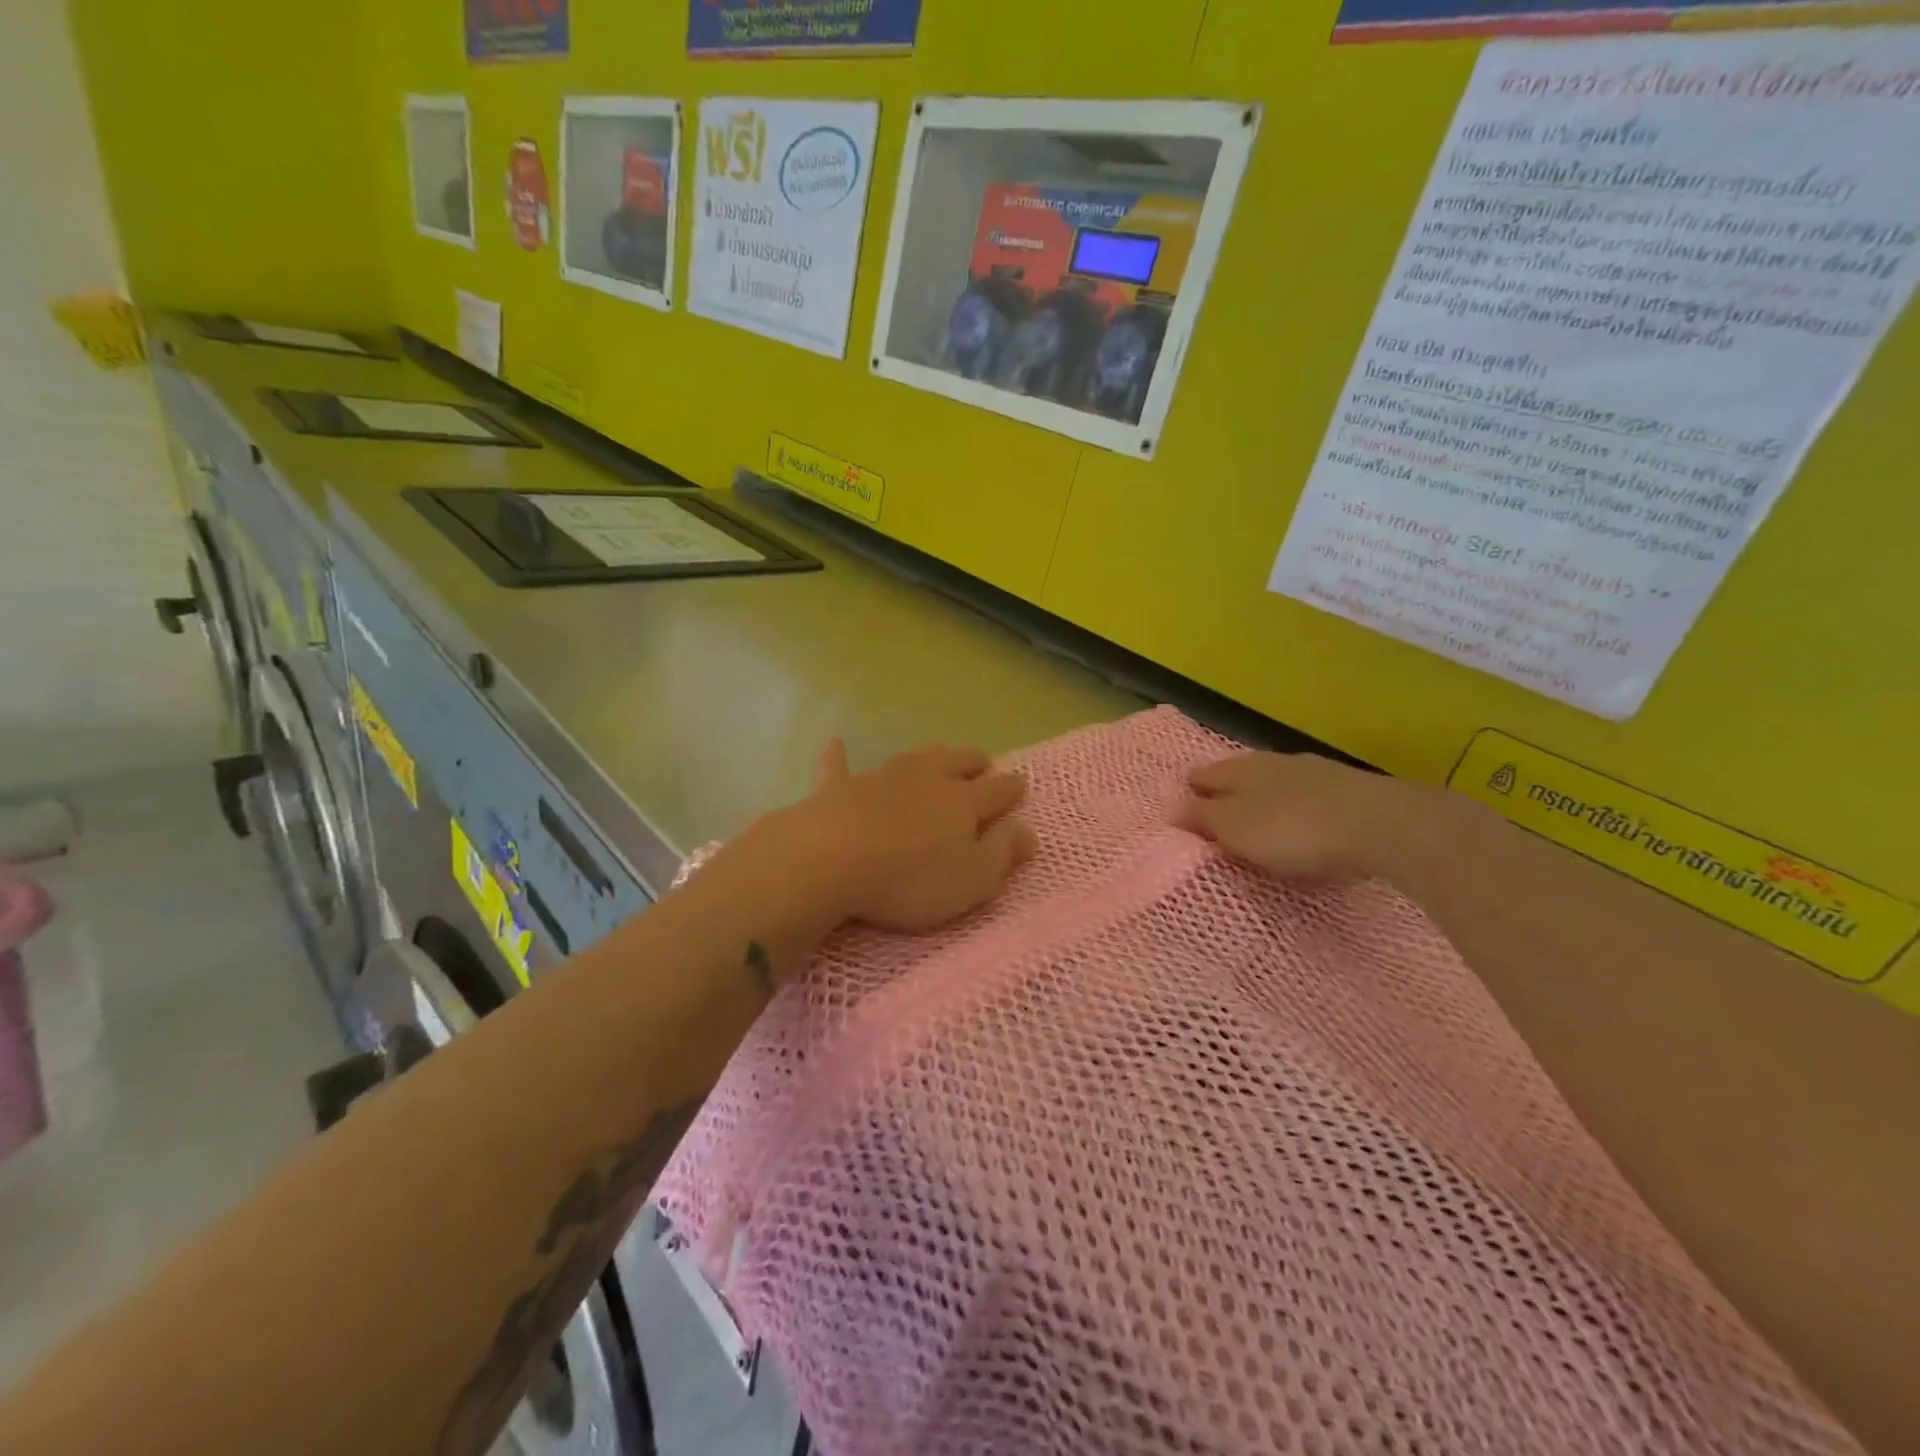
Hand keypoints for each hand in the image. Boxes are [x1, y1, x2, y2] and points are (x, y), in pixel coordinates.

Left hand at [739, 740, 1035, 937]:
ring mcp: (880, 778)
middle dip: (973, 762)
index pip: (996, 791)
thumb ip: (1002, 854)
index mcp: (962, 802)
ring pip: (912, 758)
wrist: (831, 859)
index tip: (1020, 784)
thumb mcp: (972, 880)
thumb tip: (1028, 831)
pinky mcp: (839, 788)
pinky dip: (839, 755)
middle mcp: (926, 779)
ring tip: (938, 753)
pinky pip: (839, 766)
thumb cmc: (910, 878)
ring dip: (928, 755)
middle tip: (983, 762)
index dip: (1012, 788)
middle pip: (956, 762)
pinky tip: (836, 742)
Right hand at [1176, 752, 1433, 882]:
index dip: (1188, 794)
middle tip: (1216, 825)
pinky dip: (1294, 810)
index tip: (1181, 818)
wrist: (1383, 825)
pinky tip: (1300, 825)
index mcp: (1239, 769)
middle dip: (1224, 796)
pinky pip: (1305, 797)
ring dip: (1261, 801)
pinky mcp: (1346, 789)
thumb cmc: (1294, 829)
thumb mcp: (1236, 829)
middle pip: (1237, 776)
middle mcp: (1272, 762)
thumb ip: (1202, 818)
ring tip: (1256, 826)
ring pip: (1273, 783)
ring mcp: (1313, 772)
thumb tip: (1170, 807)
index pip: (1201, 776)